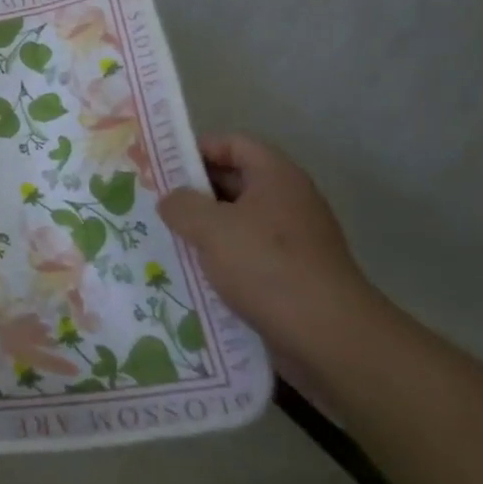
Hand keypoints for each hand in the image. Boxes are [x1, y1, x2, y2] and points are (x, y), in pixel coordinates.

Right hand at [157, 135, 389, 372]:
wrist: (330, 339)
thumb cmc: (268, 268)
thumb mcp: (211, 228)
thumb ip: (182, 205)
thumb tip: (171, 200)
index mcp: (276, 177)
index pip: (233, 144)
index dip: (197, 149)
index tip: (160, 166)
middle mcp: (287, 202)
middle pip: (233, 181)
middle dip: (193, 191)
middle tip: (152, 202)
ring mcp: (292, 241)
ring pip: (236, 222)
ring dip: (202, 229)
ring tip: (163, 238)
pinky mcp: (289, 275)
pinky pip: (245, 255)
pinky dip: (218, 259)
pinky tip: (189, 273)